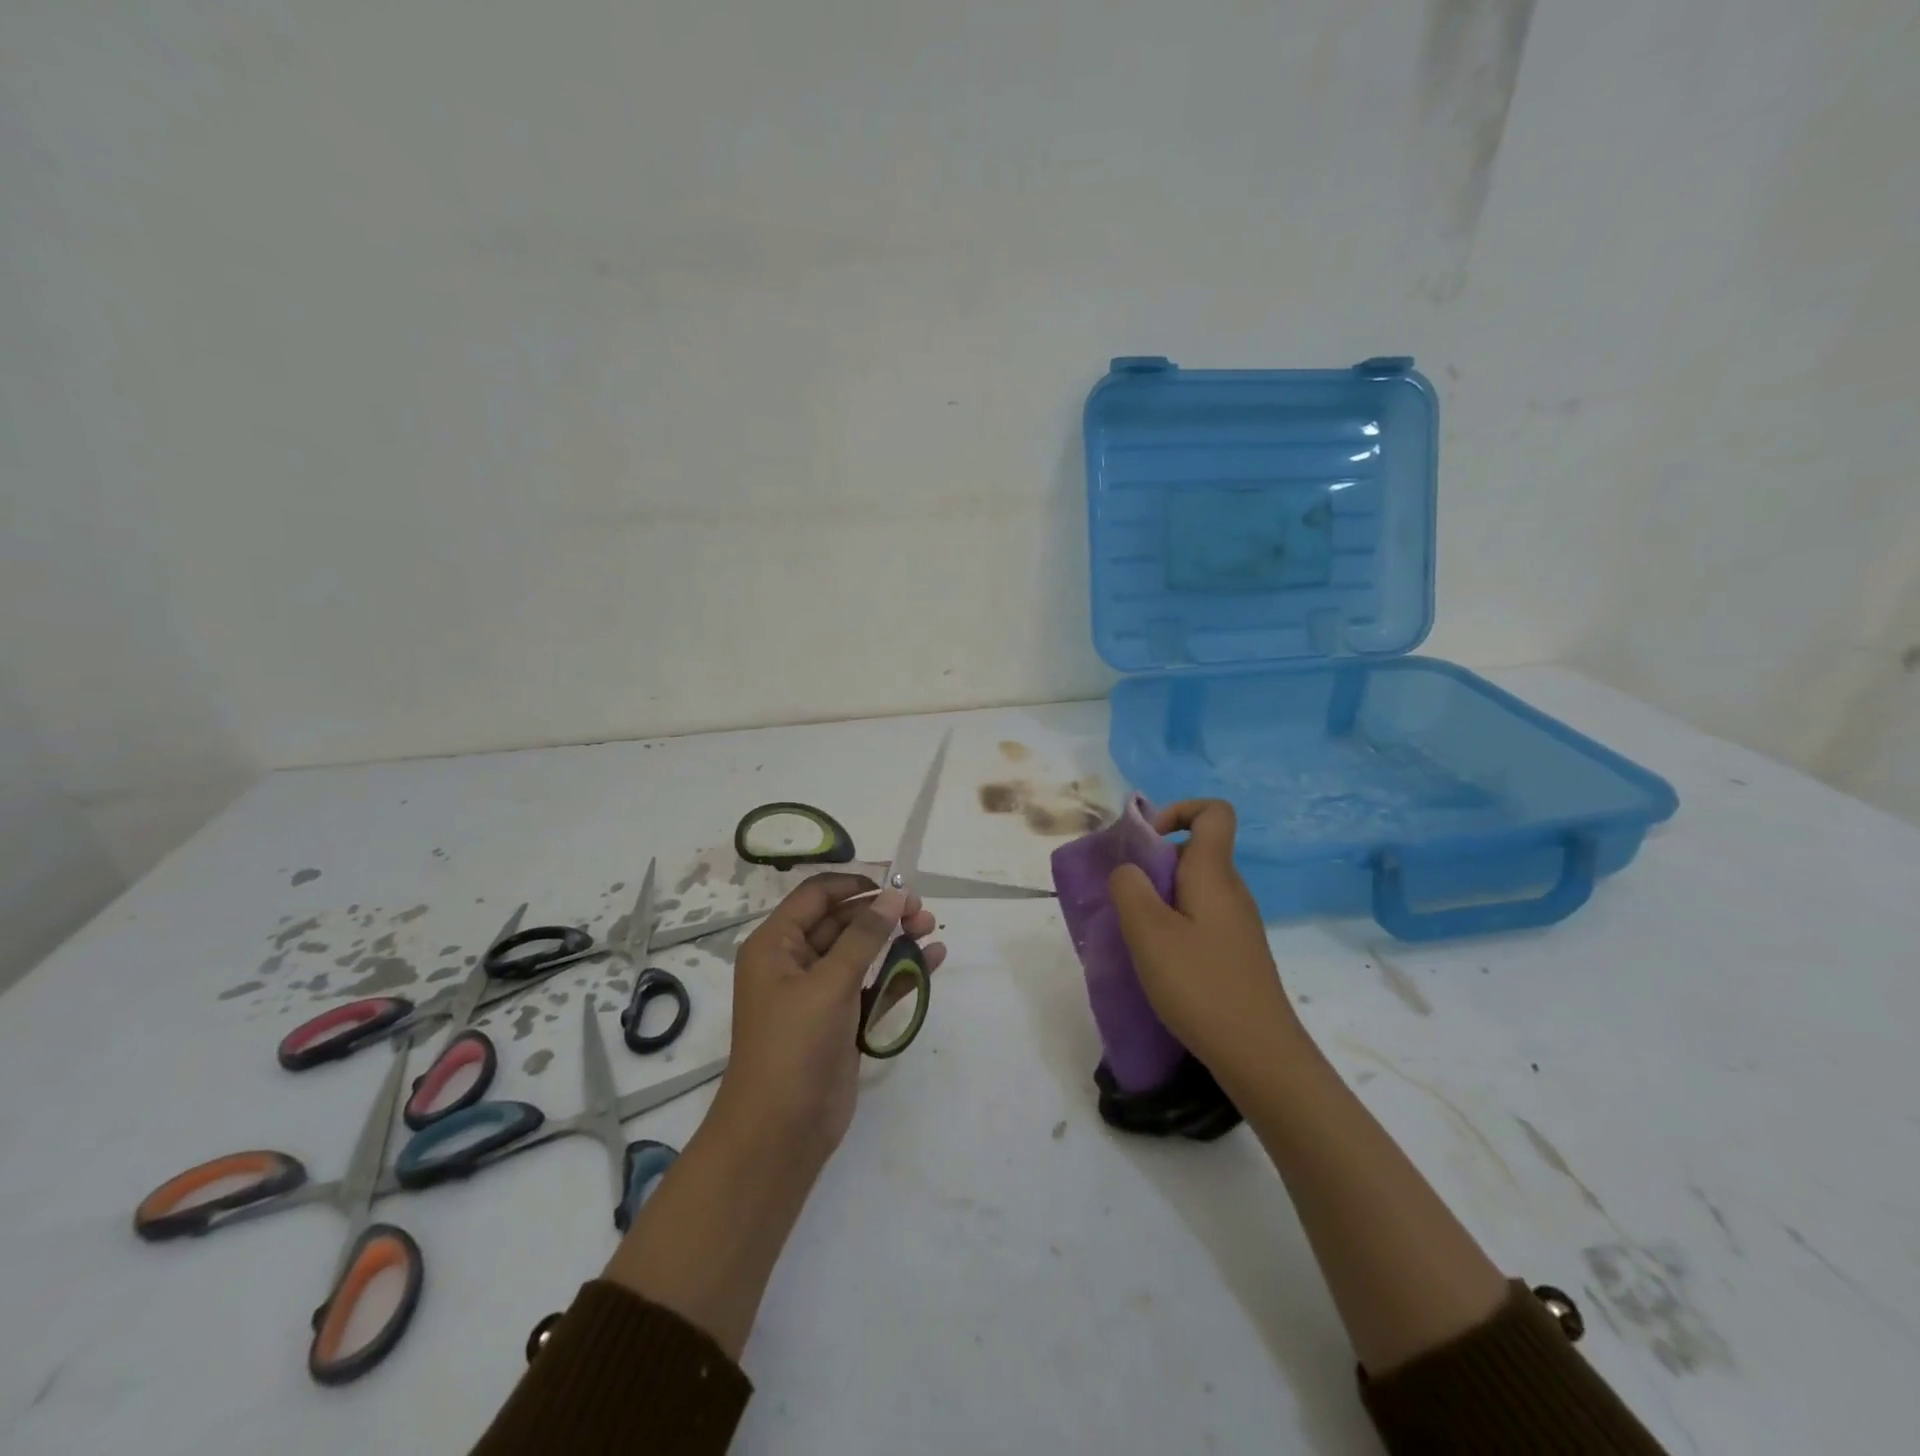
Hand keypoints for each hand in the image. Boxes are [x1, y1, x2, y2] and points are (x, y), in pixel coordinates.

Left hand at [710, 875, 944, 1161]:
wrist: (781, 1132)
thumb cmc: (794, 1045)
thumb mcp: (829, 983)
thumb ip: (865, 936)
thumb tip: (894, 895)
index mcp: (776, 945)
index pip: (816, 896)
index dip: (855, 884)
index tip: (895, 883)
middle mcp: (794, 962)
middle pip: (842, 922)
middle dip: (882, 913)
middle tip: (922, 911)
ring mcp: (819, 993)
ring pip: (861, 952)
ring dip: (895, 939)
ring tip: (931, 929)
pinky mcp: (841, 1020)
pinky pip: (872, 985)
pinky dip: (899, 972)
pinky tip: (932, 960)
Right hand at [1107, 799, 1299, 1082]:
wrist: (1260, 1056)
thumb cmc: (1201, 986)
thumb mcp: (1149, 933)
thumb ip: (1129, 888)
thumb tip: (1128, 870)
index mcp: (1213, 874)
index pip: (1213, 812)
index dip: (1178, 811)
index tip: (1145, 842)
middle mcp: (1230, 890)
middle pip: (1194, 851)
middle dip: (1153, 864)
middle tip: (1124, 900)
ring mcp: (1237, 923)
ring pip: (1192, 888)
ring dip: (1158, 899)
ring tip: (1136, 935)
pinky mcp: (1235, 952)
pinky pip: (1199, 917)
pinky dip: (1173, 925)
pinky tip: (1158, 962)